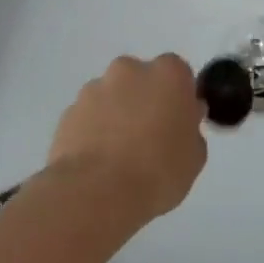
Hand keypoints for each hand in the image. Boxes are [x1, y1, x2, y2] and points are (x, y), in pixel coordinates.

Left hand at [46, 54, 207, 221]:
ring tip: (118, 155)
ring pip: (112, 95)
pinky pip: (89, 116)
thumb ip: (191, 128)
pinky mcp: (69, 111)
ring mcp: (95, 88)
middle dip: (144, 100)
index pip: (178, 74)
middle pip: (142, 79)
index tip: (177, 122)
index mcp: (168, 73)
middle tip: (149, 137)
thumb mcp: (195, 156)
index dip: (178, 97)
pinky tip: (98, 162)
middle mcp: (130, 69)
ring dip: (117, 114)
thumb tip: (184, 118)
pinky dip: (93, 130)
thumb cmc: (159, 171)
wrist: (97, 192)